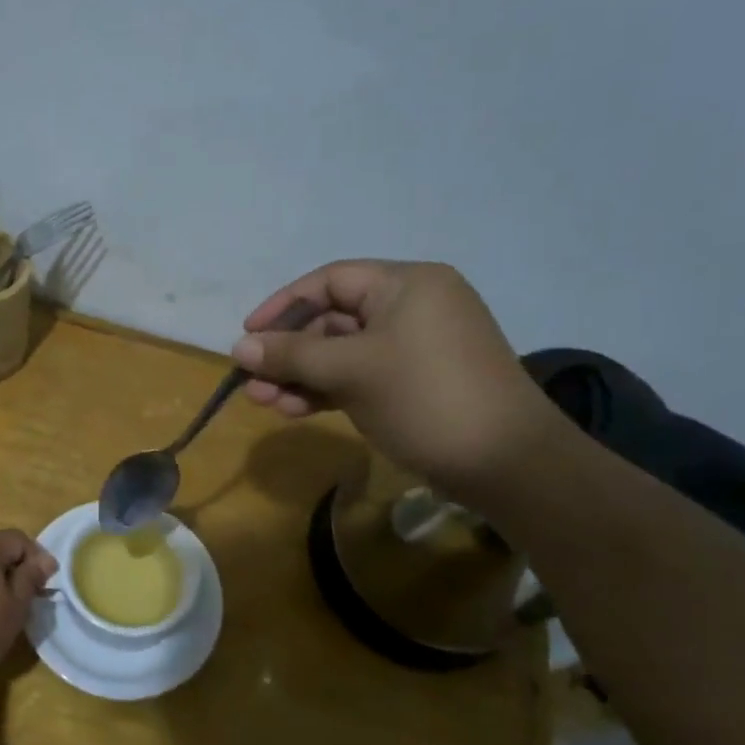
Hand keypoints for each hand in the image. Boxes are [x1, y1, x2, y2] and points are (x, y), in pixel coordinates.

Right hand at [234, 260, 559, 493]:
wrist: (505, 463)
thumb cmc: (425, 398)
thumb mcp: (351, 371)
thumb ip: (292, 356)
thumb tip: (239, 347)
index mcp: (406, 285)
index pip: (330, 281)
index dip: (284, 305)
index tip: (248, 334)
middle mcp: (411, 307)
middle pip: (333, 320)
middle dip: (289, 352)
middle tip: (253, 382)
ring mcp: (414, 348)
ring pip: (343, 353)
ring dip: (302, 376)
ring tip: (265, 403)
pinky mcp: (414, 383)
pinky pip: (360, 376)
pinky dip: (328, 390)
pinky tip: (295, 411)